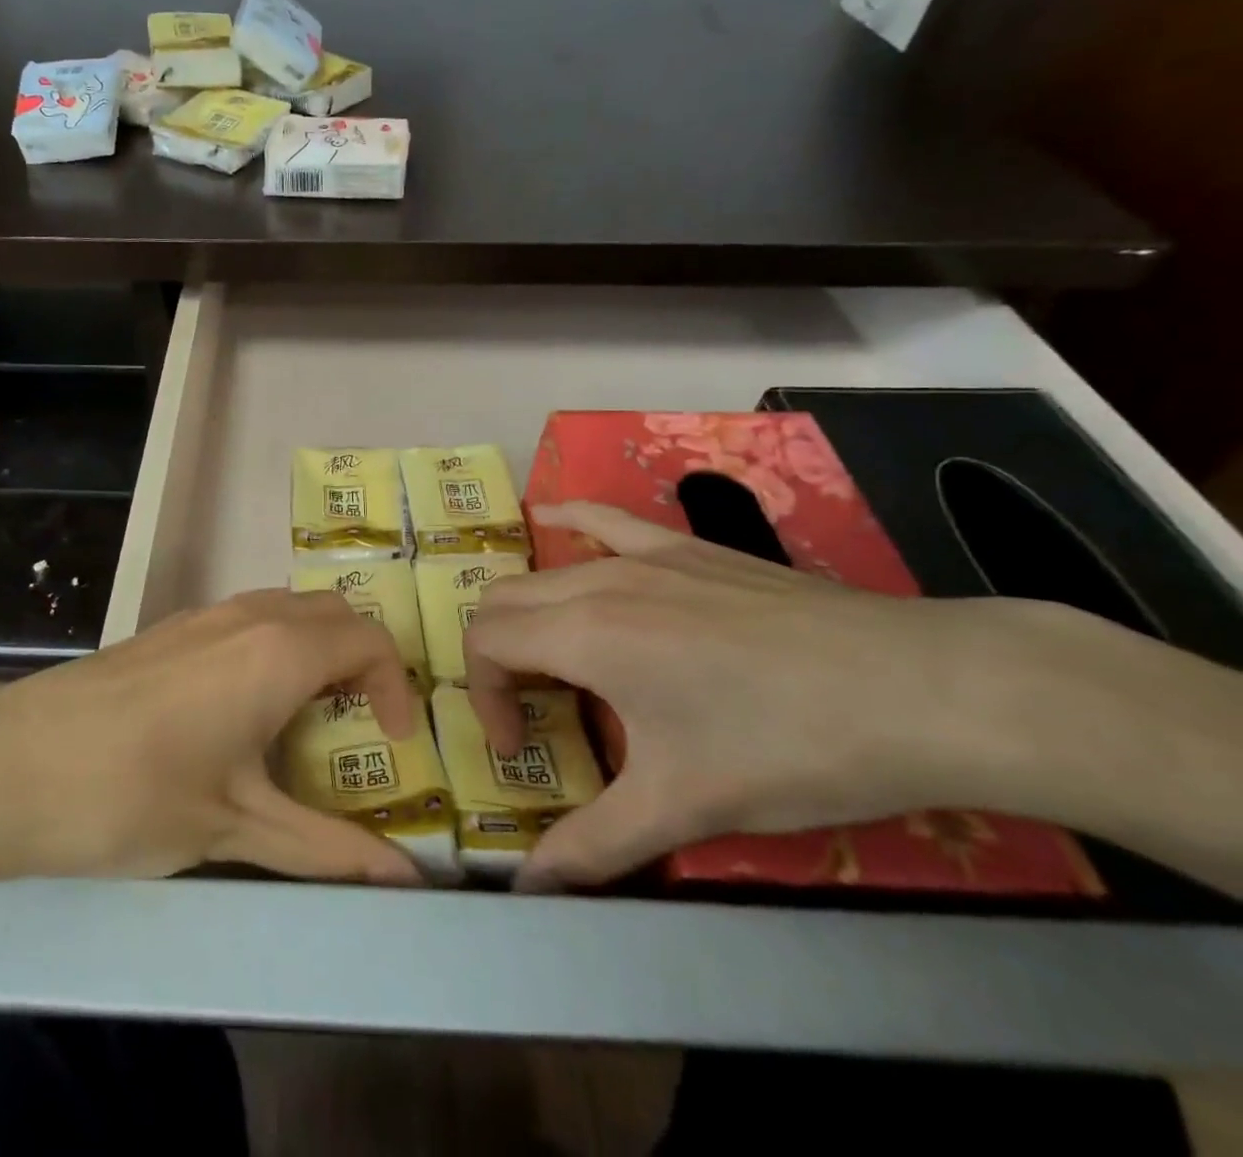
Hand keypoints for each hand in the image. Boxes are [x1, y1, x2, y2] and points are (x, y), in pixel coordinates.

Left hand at [0, 590, 422, 892]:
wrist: (8, 764)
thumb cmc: (132, 796)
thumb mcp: (236, 829)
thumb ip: (327, 851)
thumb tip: (408, 883)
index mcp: (278, 651)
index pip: (369, 640)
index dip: (397, 686)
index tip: (394, 743)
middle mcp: (248, 615)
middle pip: (333, 614)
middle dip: (362, 662)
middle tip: (359, 726)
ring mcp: (203, 615)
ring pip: (288, 610)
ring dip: (316, 652)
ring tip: (306, 720)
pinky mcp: (168, 628)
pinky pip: (247, 620)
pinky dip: (273, 649)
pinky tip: (241, 712)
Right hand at [464, 502, 1082, 890]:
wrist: (921, 690)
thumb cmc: (789, 748)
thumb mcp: (685, 806)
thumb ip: (593, 846)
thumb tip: (527, 891)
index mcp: (584, 635)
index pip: (486, 644)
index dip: (485, 699)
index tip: (521, 750)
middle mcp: (597, 582)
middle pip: (502, 603)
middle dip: (497, 661)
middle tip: (536, 716)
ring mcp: (643, 556)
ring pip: (544, 572)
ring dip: (526, 616)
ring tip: (553, 663)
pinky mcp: (686, 548)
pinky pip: (606, 520)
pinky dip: (567, 521)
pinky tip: (550, 516)